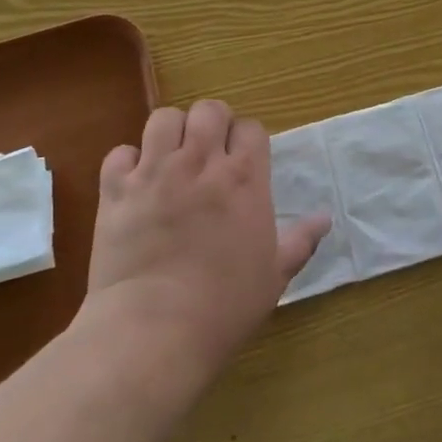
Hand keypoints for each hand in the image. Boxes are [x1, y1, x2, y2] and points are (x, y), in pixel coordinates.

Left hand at [84, 100, 329, 392]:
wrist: (153, 331)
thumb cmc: (224, 306)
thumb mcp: (274, 276)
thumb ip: (300, 241)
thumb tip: (325, 219)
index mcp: (244, 179)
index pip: (251, 128)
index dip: (248, 140)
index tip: (244, 160)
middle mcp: (201, 163)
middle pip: (209, 110)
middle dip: (211, 123)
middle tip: (208, 152)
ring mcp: (155, 173)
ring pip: (163, 119)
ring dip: (170, 133)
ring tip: (170, 158)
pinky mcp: (116, 190)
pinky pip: (119, 153)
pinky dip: (128, 162)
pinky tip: (134, 184)